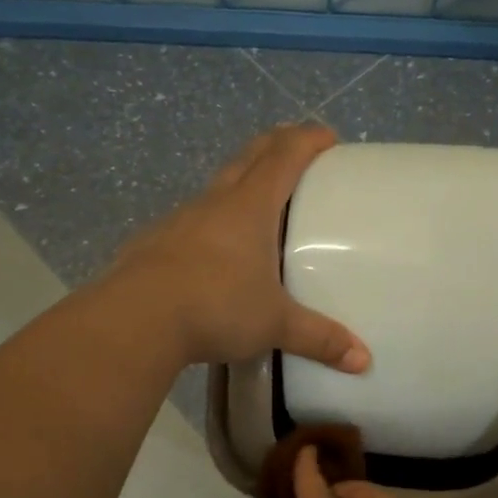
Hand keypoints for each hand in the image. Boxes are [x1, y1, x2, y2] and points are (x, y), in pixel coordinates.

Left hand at [112, 124, 371, 371]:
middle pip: (249, 157)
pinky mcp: (154, 242)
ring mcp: (180, 220)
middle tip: (297, 150)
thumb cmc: (216, 307)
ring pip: (217, 186)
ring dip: (241, 182)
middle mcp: (214, 202)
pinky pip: (192, 220)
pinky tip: (216, 251)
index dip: (308, 140)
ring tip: (260, 206)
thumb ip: (319, 338)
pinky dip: (213, 221)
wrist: (135, 320)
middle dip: (276, 145)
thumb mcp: (274, 324)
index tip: (328, 136)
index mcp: (250, 207)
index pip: (284, 156)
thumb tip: (363, 361)